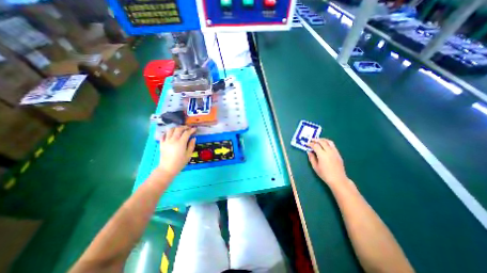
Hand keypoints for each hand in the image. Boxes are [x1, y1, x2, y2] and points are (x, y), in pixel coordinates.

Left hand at [161, 125, 196, 176]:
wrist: (167, 168)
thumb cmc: (180, 162)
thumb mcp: (189, 154)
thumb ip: (191, 145)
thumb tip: (193, 138)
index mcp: (181, 142)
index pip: (187, 133)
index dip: (191, 130)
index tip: (195, 129)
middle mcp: (173, 140)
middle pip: (178, 129)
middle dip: (184, 127)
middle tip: (188, 128)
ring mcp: (166, 141)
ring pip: (170, 130)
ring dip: (176, 128)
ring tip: (180, 129)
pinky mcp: (161, 144)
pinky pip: (163, 135)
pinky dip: (167, 133)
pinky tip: (170, 134)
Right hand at [308, 139, 345, 185]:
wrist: (338, 179)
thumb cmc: (325, 174)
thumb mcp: (315, 167)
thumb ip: (311, 158)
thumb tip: (309, 151)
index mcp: (322, 155)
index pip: (315, 146)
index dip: (310, 144)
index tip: (306, 144)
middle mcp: (329, 151)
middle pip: (322, 142)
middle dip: (316, 140)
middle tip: (311, 140)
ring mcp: (335, 152)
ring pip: (329, 142)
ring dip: (322, 139)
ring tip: (318, 140)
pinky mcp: (338, 154)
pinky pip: (333, 145)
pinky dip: (327, 143)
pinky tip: (324, 145)